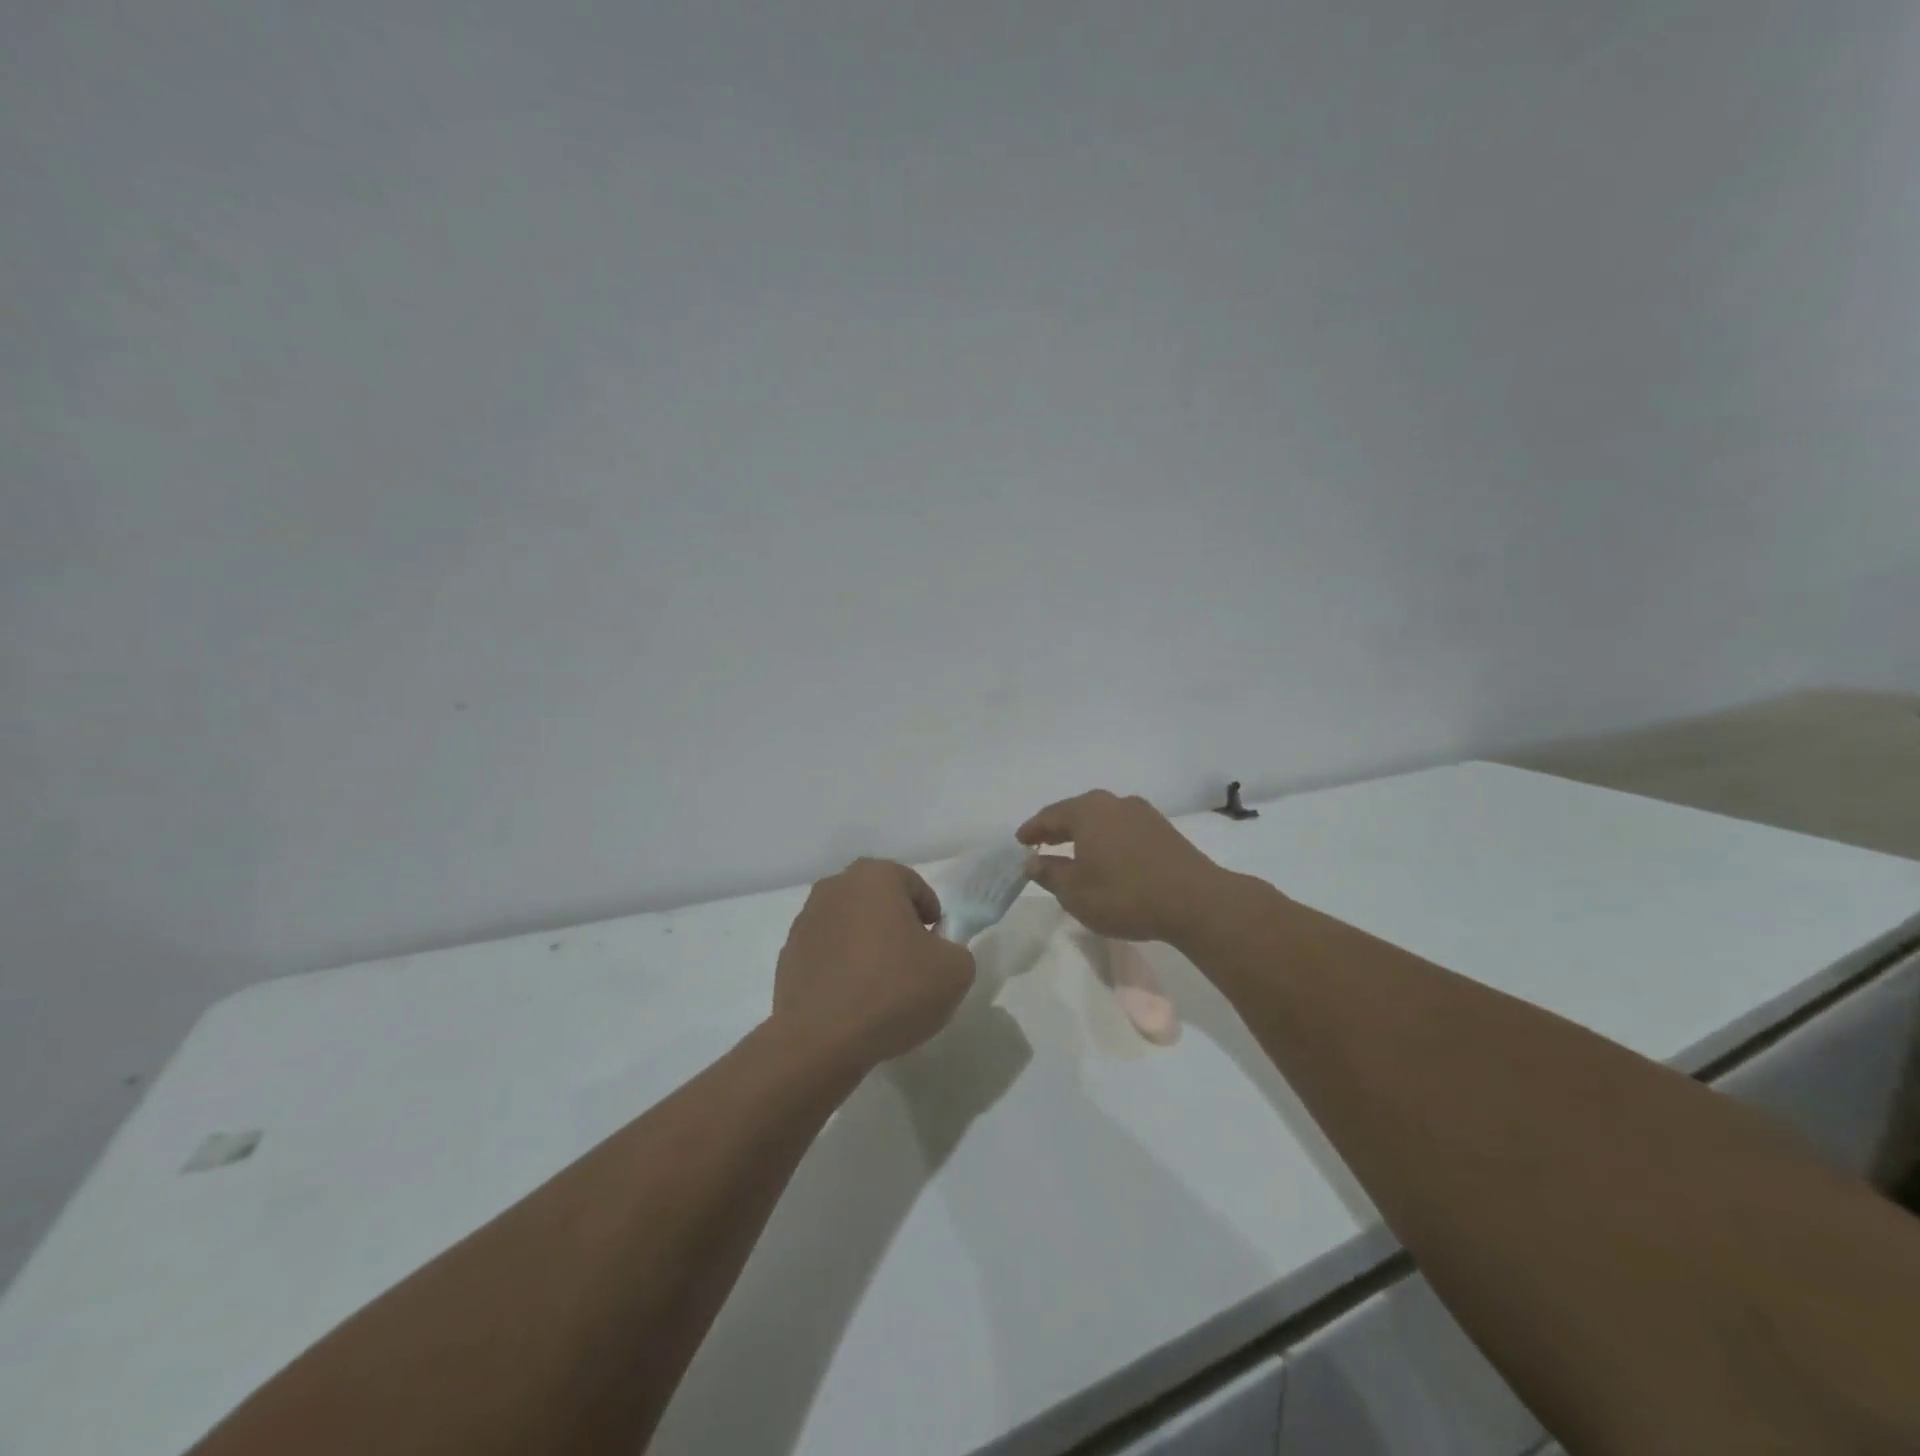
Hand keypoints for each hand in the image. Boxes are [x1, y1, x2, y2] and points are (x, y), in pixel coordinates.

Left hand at [770, 858, 975, 1072]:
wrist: (822, 1040)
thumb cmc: (894, 991)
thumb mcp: (955, 971)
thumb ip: (956, 950)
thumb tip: (937, 952)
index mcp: (875, 877)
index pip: (913, 885)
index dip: (930, 913)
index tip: (936, 944)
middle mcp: (835, 887)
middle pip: (877, 900)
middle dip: (895, 923)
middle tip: (912, 959)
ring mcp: (805, 920)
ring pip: (848, 924)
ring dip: (865, 943)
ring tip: (880, 983)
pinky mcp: (788, 955)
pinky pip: (826, 952)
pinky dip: (841, 966)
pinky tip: (853, 998)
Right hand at [1017, 790, 1227, 943]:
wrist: (1195, 902)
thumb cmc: (1125, 895)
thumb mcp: (1076, 892)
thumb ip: (1050, 874)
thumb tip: (1032, 862)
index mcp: (1088, 811)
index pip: (1050, 815)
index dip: (1032, 829)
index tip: (1020, 841)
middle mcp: (1114, 803)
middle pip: (1077, 811)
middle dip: (1058, 827)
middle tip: (1042, 842)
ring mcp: (1143, 814)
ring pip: (1103, 818)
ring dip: (1085, 833)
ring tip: (1074, 850)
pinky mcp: (1164, 830)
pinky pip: (1123, 828)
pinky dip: (1108, 839)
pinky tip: (1108, 856)